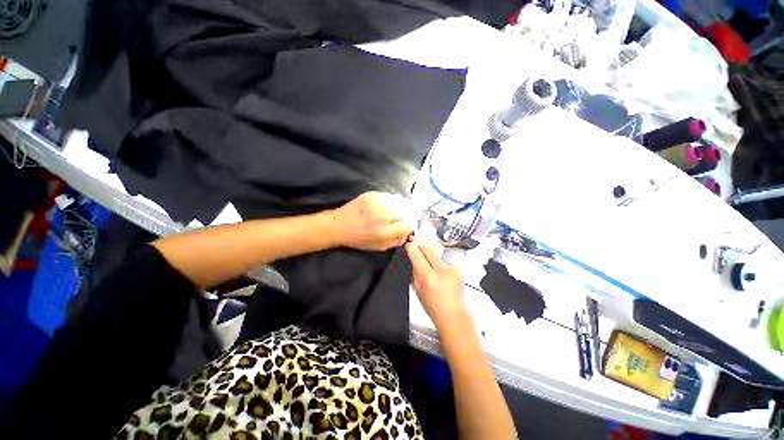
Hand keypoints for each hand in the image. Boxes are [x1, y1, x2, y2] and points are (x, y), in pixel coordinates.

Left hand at [331, 192, 414, 250]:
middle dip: (409, 215)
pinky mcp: (372, 194)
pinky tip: (391, 204)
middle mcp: (382, 216)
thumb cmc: (359, 239)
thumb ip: (397, 240)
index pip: (409, 224)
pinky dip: (394, 200)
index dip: (410, 225)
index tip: (407, 226)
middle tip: (405, 217)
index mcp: (384, 232)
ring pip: (400, 201)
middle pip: (407, 211)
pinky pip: (391, 195)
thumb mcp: (379, 247)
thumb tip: (409, 232)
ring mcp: (377, 203)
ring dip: (403, 206)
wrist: (339, 225)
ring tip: (399, 210)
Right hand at [405, 238, 467, 327]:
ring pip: (437, 253)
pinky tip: (438, 271)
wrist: (453, 315)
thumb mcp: (417, 288)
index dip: (411, 246)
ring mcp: (452, 269)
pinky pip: (444, 261)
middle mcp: (442, 270)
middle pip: (429, 248)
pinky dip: (439, 263)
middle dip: (420, 244)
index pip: (417, 254)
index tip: (408, 243)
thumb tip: (411, 254)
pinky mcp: (458, 269)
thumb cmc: (433, 306)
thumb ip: (413, 270)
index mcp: (428, 278)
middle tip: (414, 241)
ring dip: (430, 254)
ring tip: (427, 262)